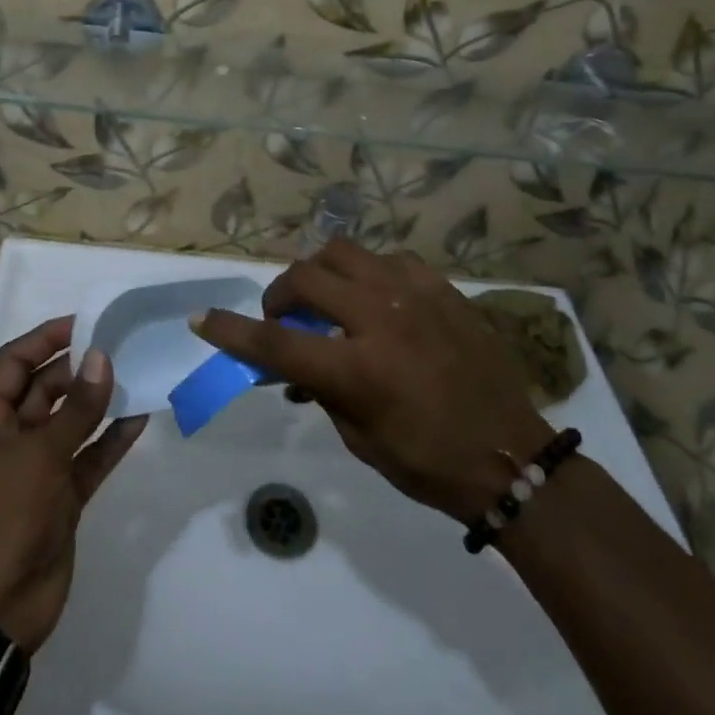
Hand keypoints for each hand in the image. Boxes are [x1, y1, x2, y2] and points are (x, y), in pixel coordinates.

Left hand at [0, 317, 147, 653]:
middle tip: (121, 346)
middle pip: (46, 388)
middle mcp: (11, 437)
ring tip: (136, 373)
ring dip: (100, 401)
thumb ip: (76, 408)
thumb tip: (101, 358)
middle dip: (79, 367)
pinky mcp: (62, 497)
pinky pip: (90, 458)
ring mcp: (38, 469)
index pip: (15, 362)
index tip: (85, 322)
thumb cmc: (2, 516)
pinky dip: (112, 440)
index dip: (46, 338)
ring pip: (72, 422)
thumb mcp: (39, 455)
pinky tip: (140, 417)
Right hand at [195, 239, 552, 522]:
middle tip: (283, 317)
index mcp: (358, 370)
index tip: (202, 319)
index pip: (274, 343)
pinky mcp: (442, 287)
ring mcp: (414, 295)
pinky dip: (368, 274)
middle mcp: (381, 319)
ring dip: (320, 273)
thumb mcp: (361, 439)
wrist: (512, 456)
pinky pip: (388, 259)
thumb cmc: (429, 463)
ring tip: (328, 298)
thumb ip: (320, 392)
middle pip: (305, 279)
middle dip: (279, 296)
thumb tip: (294, 367)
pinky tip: (377, 298)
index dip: (231, 330)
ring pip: (343, 252)